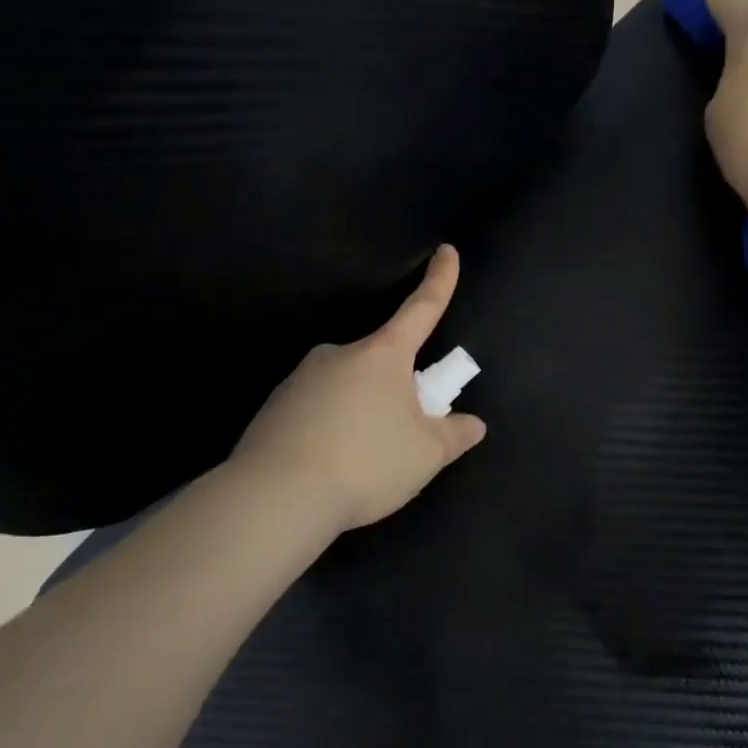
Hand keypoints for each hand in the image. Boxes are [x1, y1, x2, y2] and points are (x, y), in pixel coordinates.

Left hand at [232, 245, 486, 532]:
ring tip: (360, 463)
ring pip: (346, 389)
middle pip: (381, 362)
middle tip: (399, 436)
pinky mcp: (274, 408)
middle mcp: (339, 354)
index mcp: (382, 355)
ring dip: (360, 413)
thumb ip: (454, 435)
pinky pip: (316, 411)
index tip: (446, 251)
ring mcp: (301, 379)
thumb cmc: (366, 462)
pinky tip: (329, 467)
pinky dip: (329, 430)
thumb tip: (473, 424)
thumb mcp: (426, 455)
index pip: (421, 309)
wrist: (276, 496)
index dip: (439, 281)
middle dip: (395, 390)